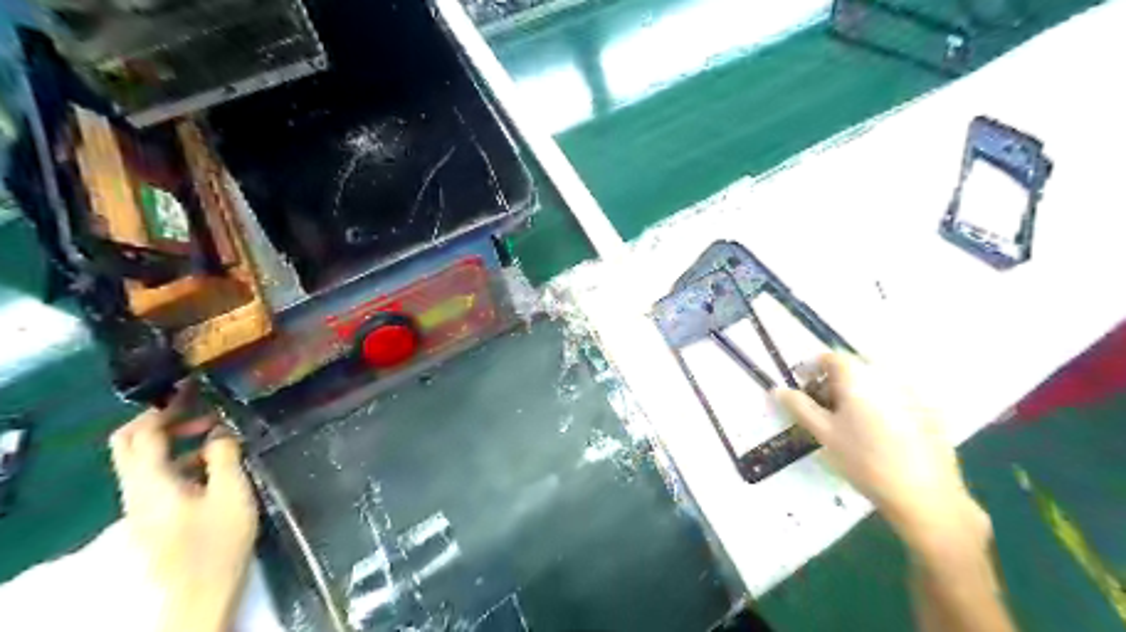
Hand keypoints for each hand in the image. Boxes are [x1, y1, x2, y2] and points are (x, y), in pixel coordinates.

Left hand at [108, 391, 258, 631]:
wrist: (200, 591)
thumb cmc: (218, 540)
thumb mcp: (231, 493)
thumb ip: (224, 456)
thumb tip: (219, 431)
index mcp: (151, 481)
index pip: (143, 433)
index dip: (163, 406)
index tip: (192, 389)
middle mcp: (136, 489)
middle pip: (129, 444)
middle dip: (159, 420)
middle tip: (198, 408)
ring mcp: (141, 503)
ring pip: (143, 459)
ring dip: (173, 439)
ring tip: (216, 432)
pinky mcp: (153, 514)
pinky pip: (156, 475)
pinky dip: (178, 458)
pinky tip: (213, 462)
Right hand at [774, 353, 987, 549]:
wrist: (925, 495)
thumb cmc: (865, 460)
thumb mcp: (824, 433)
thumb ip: (800, 407)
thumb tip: (778, 389)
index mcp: (858, 377)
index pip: (830, 357)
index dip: (811, 368)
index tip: (802, 386)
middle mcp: (886, 376)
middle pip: (854, 367)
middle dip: (834, 380)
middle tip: (822, 405)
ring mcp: (911, 392)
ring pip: (876, 381)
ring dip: (857, 391)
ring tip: (849, 420)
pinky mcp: (929, 411)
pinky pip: (896, 396)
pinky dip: (880, 404)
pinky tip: (878, 433)